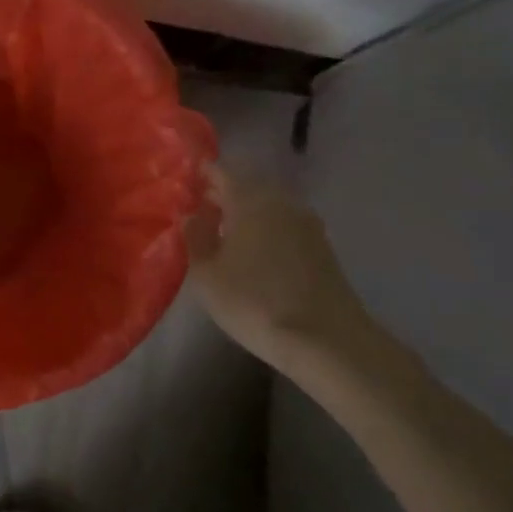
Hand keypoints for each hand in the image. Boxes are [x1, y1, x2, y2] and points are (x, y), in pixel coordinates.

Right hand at [186, 165, 395, 387]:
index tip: (186, 181)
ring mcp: (306, 223)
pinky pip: (285, 224)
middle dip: (224, 193)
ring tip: (225, 231)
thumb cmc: (255, 302)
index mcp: (250, 200)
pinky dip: (266, 227)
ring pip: (269, 205)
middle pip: (248, 185)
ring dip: (247, 212)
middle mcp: (280, 202)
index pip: (223, 172)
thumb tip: (192, 215)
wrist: (326, 339)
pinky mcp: (322, 246)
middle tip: (201, 207)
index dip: (203, 173)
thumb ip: (195, 238)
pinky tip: (254, 250)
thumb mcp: (207, 275)